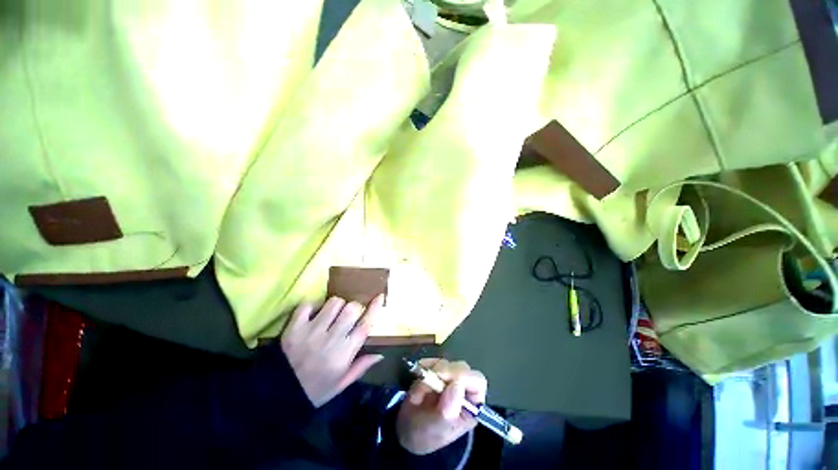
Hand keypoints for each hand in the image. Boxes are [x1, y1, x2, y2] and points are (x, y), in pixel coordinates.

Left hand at [281, 295, 384, 407]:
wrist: (278, 396)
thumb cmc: (314, 390)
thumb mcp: (341, 384)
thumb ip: (361, 367)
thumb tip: (381, 354)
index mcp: (344, 353)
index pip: (365, 325)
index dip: (375, 308)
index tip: (379, 296)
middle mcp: (330, 339)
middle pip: (352, 308)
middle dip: (354, 307)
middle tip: (349, 315)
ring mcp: (311, 331)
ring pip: (333, 302)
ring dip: (337, 305)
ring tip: (332, 314)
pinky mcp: (294, 327)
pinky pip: (308, 305)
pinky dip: (313, 306)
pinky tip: (313, 315)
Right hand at [396, 359, 487, 454]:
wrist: (406, 430)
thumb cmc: (425, 435)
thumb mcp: (435, 430)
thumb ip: (447, 412)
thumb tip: (457, 386)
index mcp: (471, 405)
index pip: (477, 381)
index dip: (463, 376)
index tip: (443, 376)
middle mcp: (463, 388)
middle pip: (462, 368)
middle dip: (443, 372)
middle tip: (428, 378)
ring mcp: (449, 377)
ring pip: (445, 363)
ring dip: (429, 373)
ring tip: (418, 393)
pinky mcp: (436, 369)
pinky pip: (431, 360)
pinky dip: (423, 367)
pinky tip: (417, 377)